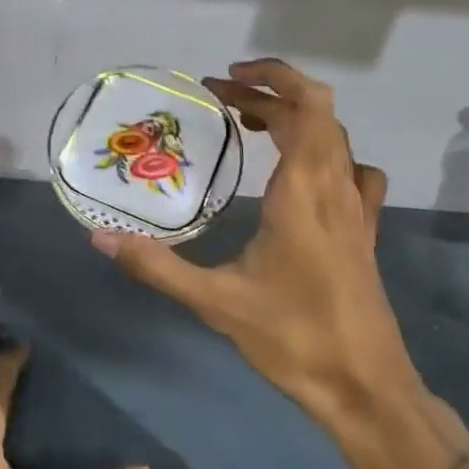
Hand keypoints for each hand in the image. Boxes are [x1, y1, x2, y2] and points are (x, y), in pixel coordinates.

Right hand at [93, 60, 468, 468]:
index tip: (224, 81)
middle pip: (316, 112)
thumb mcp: (216, 302)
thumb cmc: (294, 339)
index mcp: (305, 189)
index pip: (304, 105)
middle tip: (220, 102)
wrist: (367, 390)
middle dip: (268, 95)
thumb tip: (100, 239)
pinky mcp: (365, 231)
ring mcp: (358, 208)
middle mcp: (337, 186)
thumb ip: (157, 267)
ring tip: (250, 127)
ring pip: (334, 138)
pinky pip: (352, 171)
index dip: (270, 79)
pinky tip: (302, 176)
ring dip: (295, 120)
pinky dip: (325, 153)